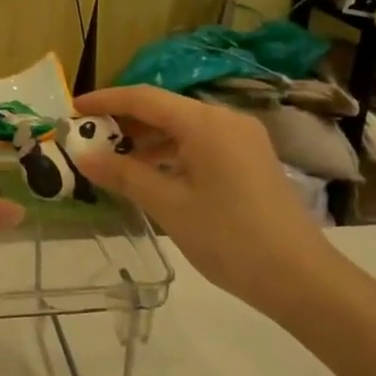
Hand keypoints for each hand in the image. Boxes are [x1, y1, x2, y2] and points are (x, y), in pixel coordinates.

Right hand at [68, 85, 342, 319]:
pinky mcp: (251, 159)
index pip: (144, 97)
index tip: (74, 109)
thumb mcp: (169, 206)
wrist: (300, 278)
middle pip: (165, 109)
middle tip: (89, 140)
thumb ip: (124, 175)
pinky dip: (171, 153)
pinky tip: (152, 176)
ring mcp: (242, 139)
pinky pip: (201, 144)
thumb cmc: (229, 238)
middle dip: (125, 122)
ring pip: (183, 128)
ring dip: (147, 140)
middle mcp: (225, 120)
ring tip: (113, 161)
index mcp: (205, 123)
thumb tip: (84, 157)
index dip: (105, 100)